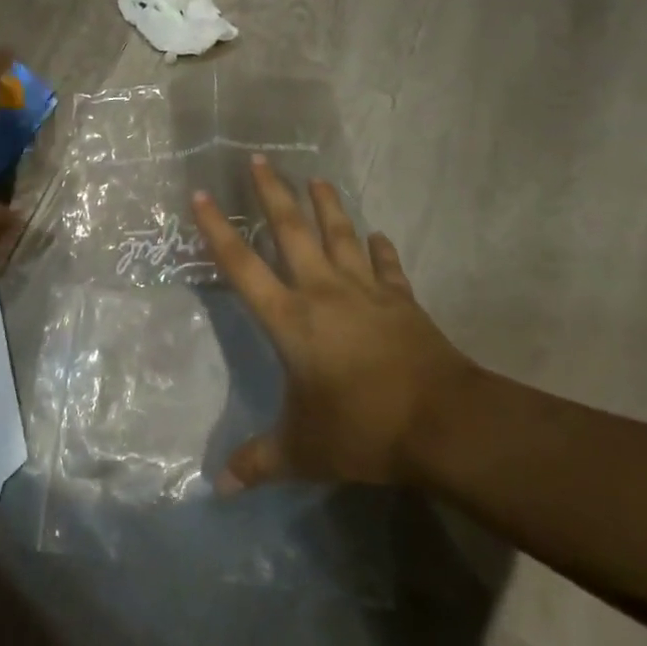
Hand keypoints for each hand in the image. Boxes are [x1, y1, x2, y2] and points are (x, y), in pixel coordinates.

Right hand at [192, 155, 478, 491]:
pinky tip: (377, 235)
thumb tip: (221, 486)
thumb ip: (259, 462)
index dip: (218, 230)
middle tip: (260, 159)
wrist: (444, 423)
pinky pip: (387, 266)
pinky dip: (380, 249)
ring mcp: (366, 292)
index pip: (242, 266)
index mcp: (290, 320)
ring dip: (327, 206)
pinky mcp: (402, 301)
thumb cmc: (362, 429)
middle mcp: (323, 292)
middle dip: (272, 194)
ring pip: (340, 236)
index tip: (202, 194)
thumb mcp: (303, 450)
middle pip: (292, 231)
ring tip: (317, 177)